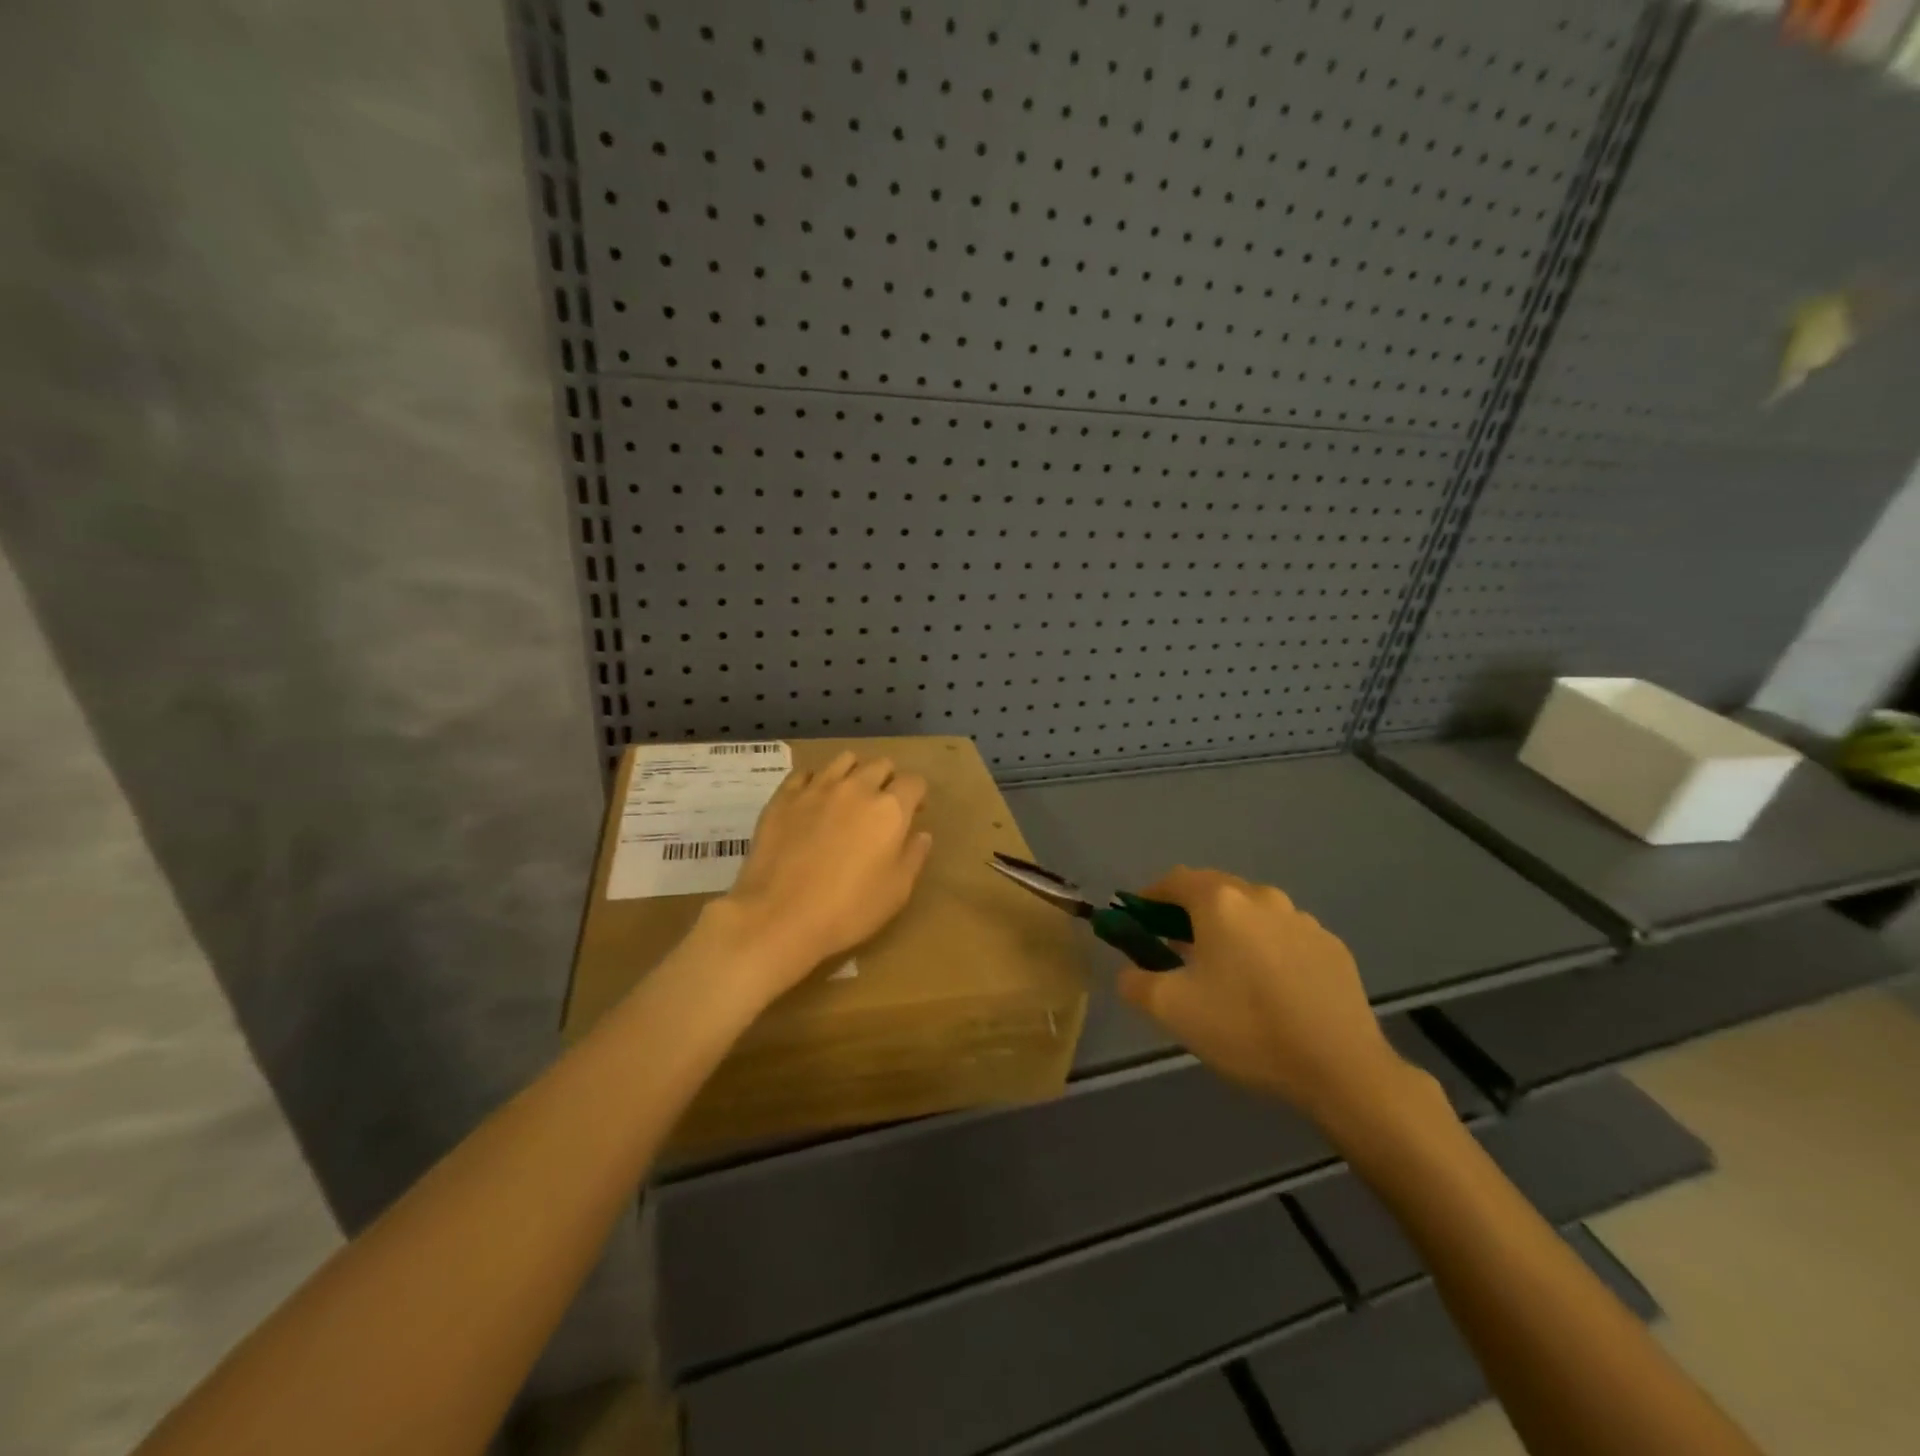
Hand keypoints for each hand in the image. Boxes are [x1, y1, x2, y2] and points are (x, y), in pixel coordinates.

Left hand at [711, 752, 933, 1000]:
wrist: (779, 916)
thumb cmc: (848, 909)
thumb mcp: (897, 891)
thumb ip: (913, 856)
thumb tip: (921, 834)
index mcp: (890, 809)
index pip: (914, 782)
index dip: (917, 795)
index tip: (914, 812)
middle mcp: (856, 787)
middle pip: (881, 765)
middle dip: (888, 780)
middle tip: (881, 806)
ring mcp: (817, 788)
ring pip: (844, 760)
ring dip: (854, 772)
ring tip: (848, 796)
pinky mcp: (784, 796)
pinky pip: (806, 773)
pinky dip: (816, 781)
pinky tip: (813, 802)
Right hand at [1117, 867, 1418, 1131]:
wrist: (1341, 1068)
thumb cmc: (1246, 1028)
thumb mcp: (1171, 1010)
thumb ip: (1136, 983)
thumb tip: (1130, 973)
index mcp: (1220, 902)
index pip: (1175, 880)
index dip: (1150, 896)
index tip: (1139, 920)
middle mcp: (1262, 897)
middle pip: (1215, 890)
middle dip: (1190, 912)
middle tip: (1176, 948)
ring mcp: (1302, 920)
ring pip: (1253, 913)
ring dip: (1232, 929)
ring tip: (1227, 971)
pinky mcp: (1332, 946)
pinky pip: (1285, 936)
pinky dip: (1267, 949)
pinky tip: (1270, 988)